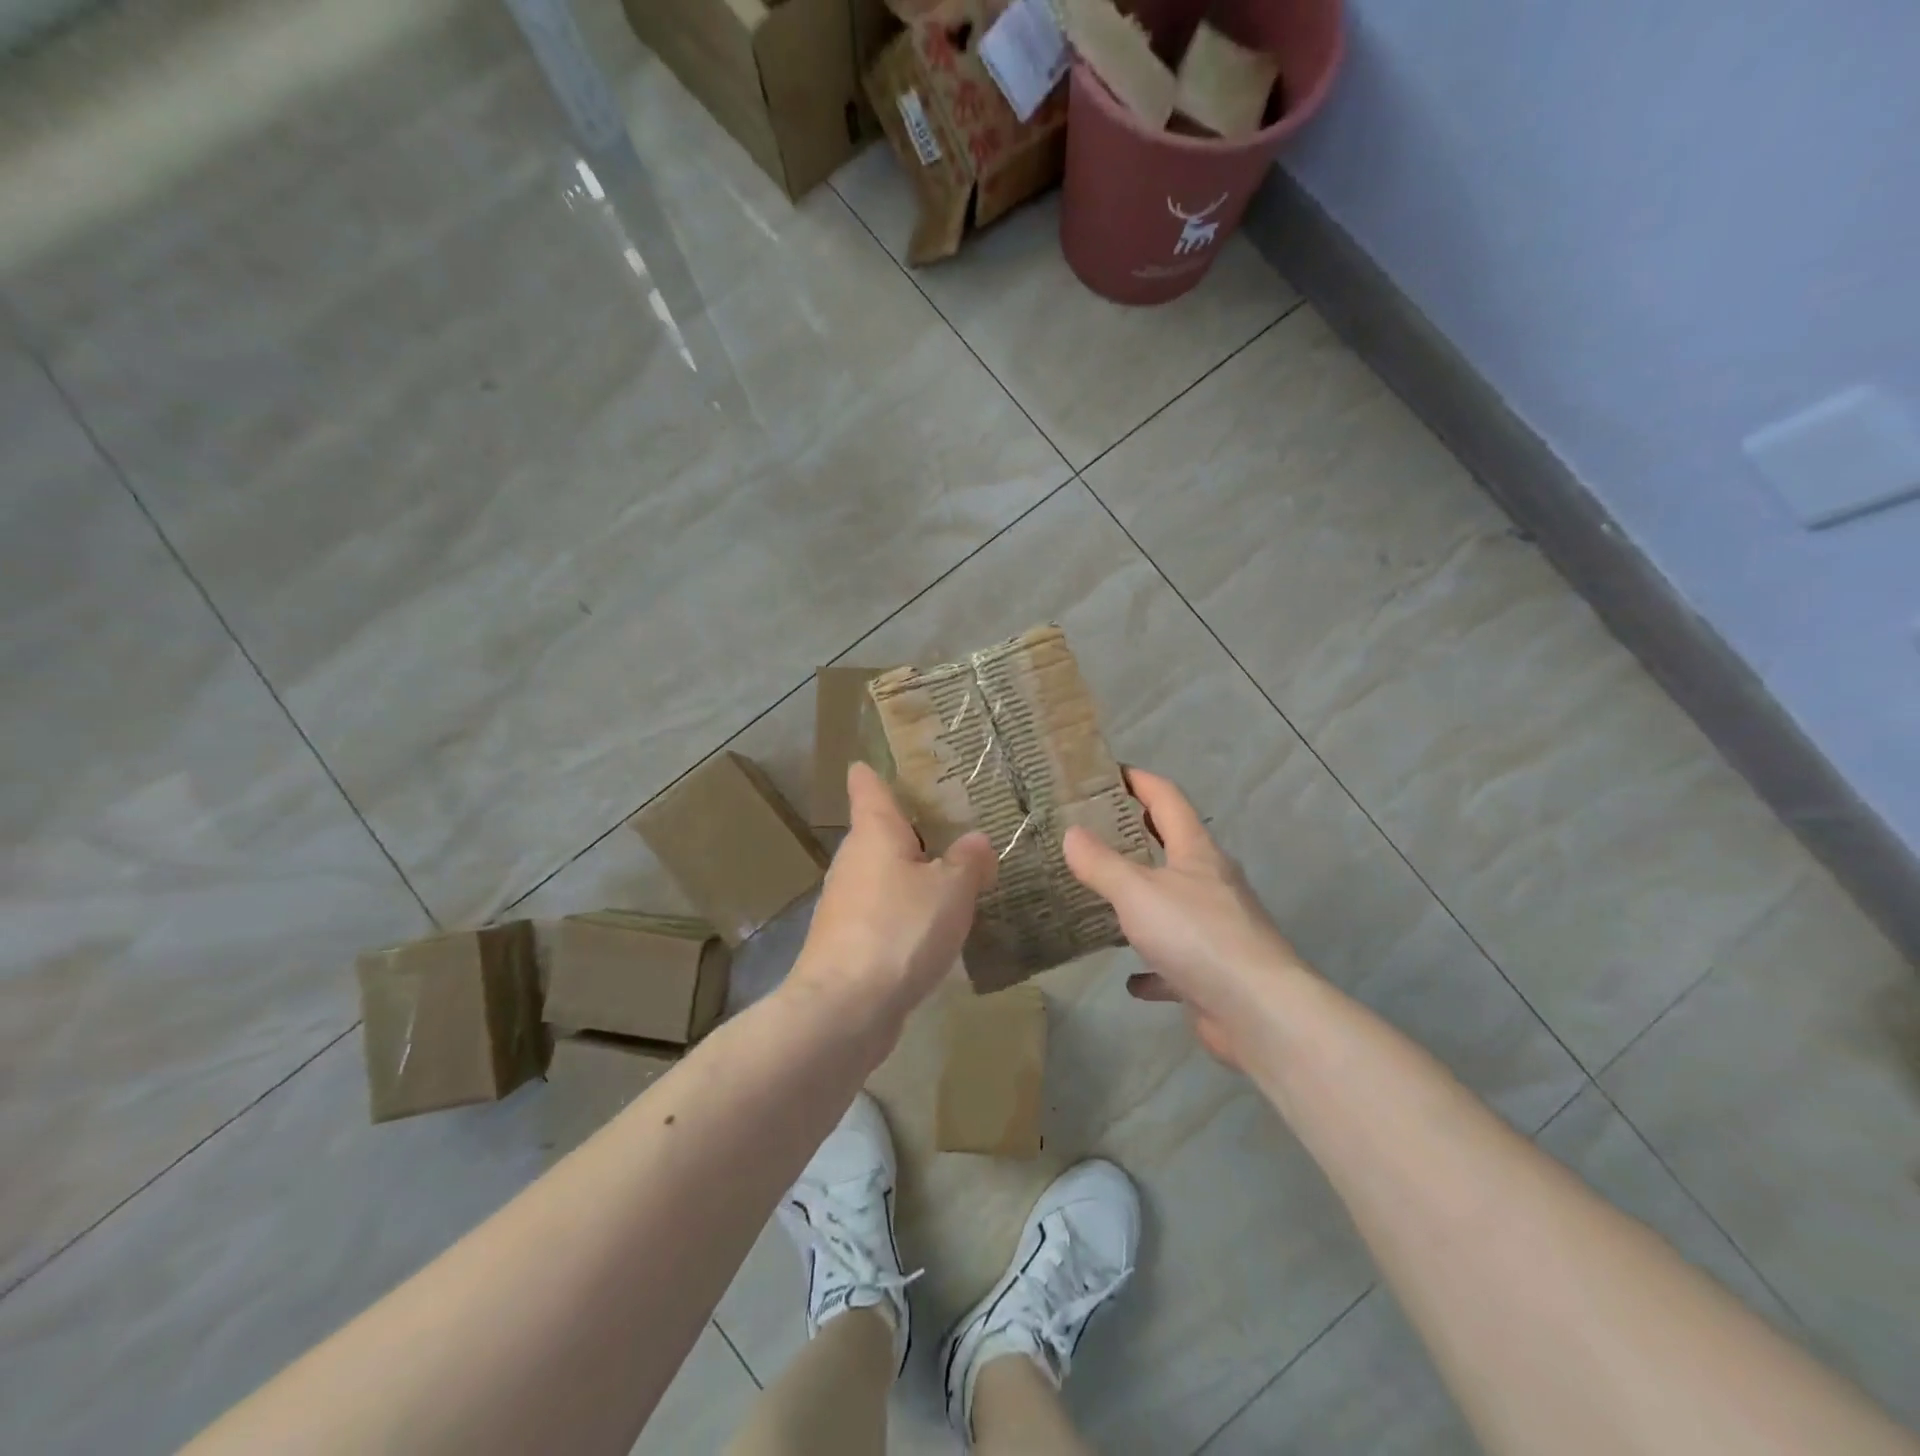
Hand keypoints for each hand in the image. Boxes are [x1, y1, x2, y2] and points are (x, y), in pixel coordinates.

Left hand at [788, 763, 995, 1043]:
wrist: (845, 1010)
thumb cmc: (900, 930)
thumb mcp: (951, 890)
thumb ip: (969, 860)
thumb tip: (976, 842)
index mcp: (874, 831)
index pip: (868, 784)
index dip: (879, 770)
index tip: (903, 762)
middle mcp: (853, 859)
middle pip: (881, 830)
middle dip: (916, 827)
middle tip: (960, 821)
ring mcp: (846, 902)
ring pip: (885, 873)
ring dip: (914, 872)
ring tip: (958, 872)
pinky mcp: (848, 940)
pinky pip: (885, 910)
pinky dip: (907, 910)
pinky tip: (937, 926)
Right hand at [1063, 768, 1304, 1069]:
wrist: (1258, 1012)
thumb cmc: (1197, 935)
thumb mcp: (1137, 892)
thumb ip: (1101, 863)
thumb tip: (1071, 833)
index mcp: (1197, 852)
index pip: (1167, 798)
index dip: (1138, 780)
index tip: (1106, 772)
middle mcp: (1211, 882)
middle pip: (1173, 846)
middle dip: (1137, 834)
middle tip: (1093, 829)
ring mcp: (1216, 927)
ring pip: (1173, 903)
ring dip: (1143, 900)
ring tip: (1104, 898)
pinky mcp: (1214, 970)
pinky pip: (1176, 961)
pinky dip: (1153, 966)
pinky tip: (1131, 978)